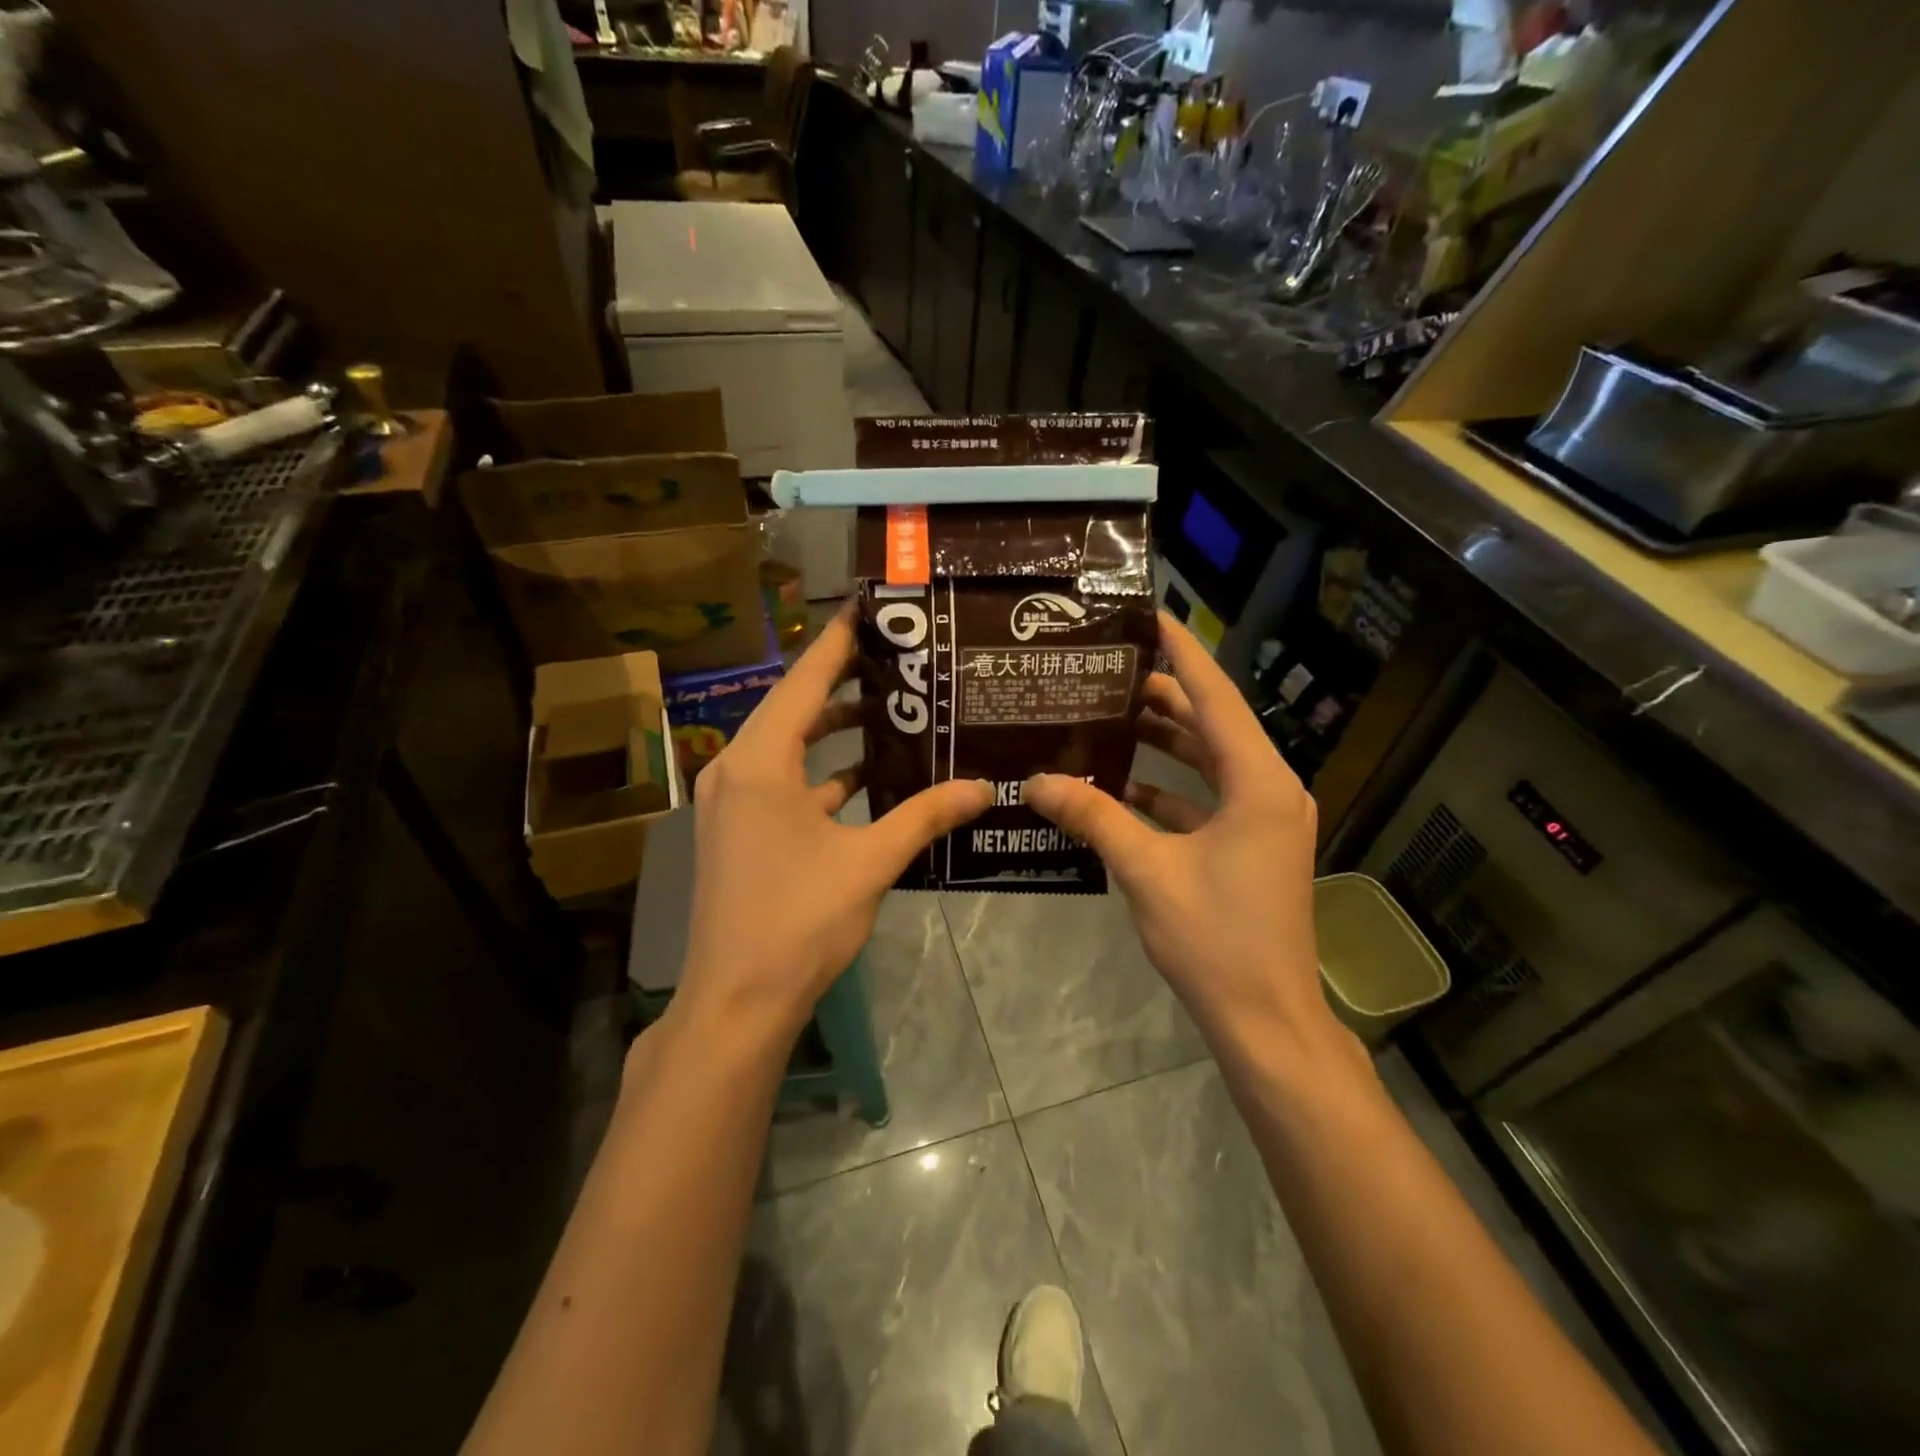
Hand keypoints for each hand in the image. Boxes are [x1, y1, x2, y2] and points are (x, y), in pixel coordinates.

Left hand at [675, 606, 992, 1040]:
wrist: (737, 1000)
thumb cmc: (799, 920)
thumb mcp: (870, 862)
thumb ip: (926, 816)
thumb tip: (983, 787)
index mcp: (760, 762)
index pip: (804, 681)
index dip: (839, 643)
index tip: (871, 609)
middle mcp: (736, 769)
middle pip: (793, 707)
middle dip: (842, 682)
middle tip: (896, 657)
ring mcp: (733, 802)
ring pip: (788, 747)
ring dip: (833, 731)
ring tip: (891, 709)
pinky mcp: (739, 831)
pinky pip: (783, 783)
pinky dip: (822, 774)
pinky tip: (867, 777)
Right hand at [1023, 612, 1345, 1059]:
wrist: (1267, 1020)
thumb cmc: (1216, 939)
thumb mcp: (1147, 871)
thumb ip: (1093, 818)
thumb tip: (1035, 781)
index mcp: (1256, 782)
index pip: (1215, 697)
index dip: (1182, 652)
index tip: (1149, 615)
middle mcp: (1268, 790)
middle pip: (1210, 724)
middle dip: (1160, 696)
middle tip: (1104, 672)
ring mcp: (1262, 820)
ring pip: (1207, 761)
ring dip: (1162, 741)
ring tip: (1105, 717)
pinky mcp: (1250, 846)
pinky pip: (1205, 799)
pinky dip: (1167, 788)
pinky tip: (1118, 786)